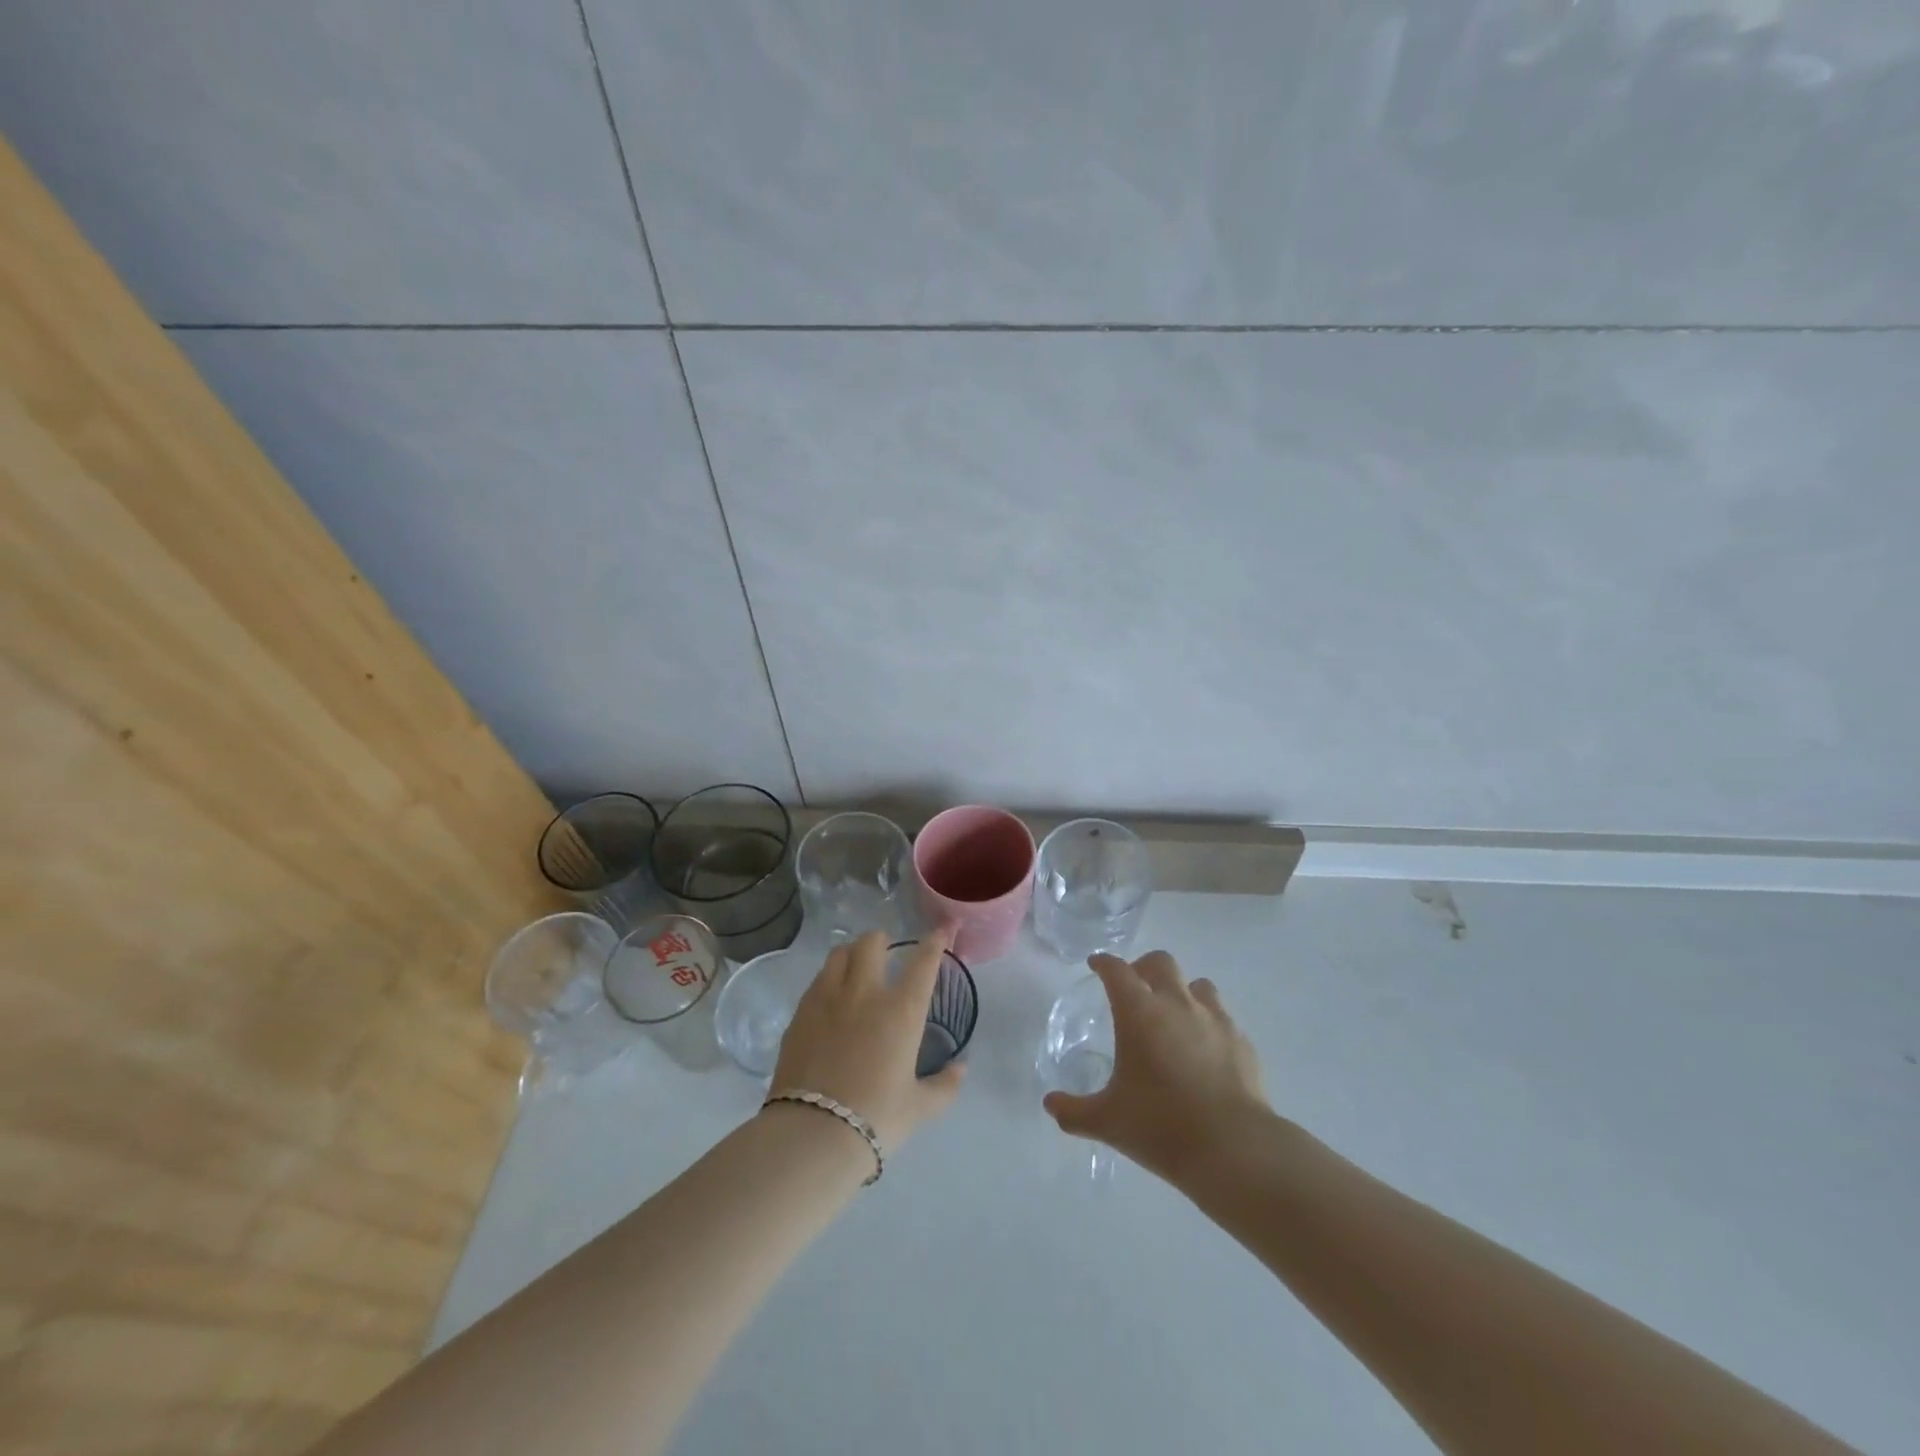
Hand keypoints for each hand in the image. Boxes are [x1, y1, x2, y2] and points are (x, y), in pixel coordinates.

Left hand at [768, 929, 964, 1152]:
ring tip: (855, 967)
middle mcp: (865, 993)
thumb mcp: (919, 1107)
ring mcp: (828, 998)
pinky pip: (817, 981)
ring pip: (839, 954)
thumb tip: (961, 1069)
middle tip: (886, 952)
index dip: (933, 943)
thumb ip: (945, 1085)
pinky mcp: (800, 1013)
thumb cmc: (876, 1118)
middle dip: (882, 941)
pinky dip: (828, 979)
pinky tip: (830, 999)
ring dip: (851, 954)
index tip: (938, 933)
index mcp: (901, 1010)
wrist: (813, 1132)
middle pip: (871, 943)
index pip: (922, 962)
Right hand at [1043, 950, 1268, 1183]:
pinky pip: (1223, 1018)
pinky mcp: (1242, 1041)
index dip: (1103, 963)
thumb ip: (1074, 1111)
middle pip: (1160, 962)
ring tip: (1173, 1016)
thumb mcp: (1107, 1122)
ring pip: (1198, 985)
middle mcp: (1177, 1003)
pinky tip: (1205, 1049)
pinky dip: (1209, 1023)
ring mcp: (1214, 1019)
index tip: (1096, 965)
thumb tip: (1050, 1105)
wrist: (1233, 1148)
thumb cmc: (1161, 1126)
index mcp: (1139, 1012)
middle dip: (1143, 967)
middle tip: (1134, 988)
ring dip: (1182, 991)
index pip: (1116, 970)